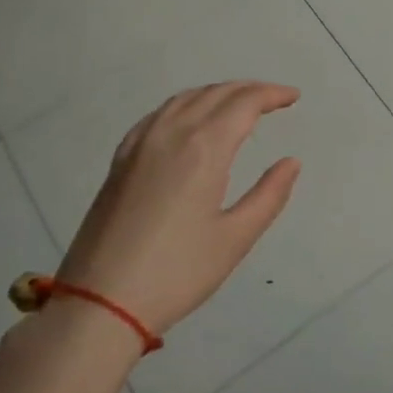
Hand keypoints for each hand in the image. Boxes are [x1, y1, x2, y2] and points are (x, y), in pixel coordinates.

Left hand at [56, 81, 301, 337]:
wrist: (100, 303)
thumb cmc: (177, 272)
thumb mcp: (235, 238)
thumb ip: (269, 195)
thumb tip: (291, 162)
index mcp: (203, 148)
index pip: (243, 103)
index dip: (271, 95)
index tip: (293, 97)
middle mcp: (170, 134)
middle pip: (214, 94)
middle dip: (248, 90)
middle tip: (274, 98)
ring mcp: (139, 145)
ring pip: (183, 100)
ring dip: (216, 94)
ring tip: (238, 104)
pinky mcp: (120, 162)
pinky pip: (158, 116)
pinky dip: (184, 106)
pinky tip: (188, 120)